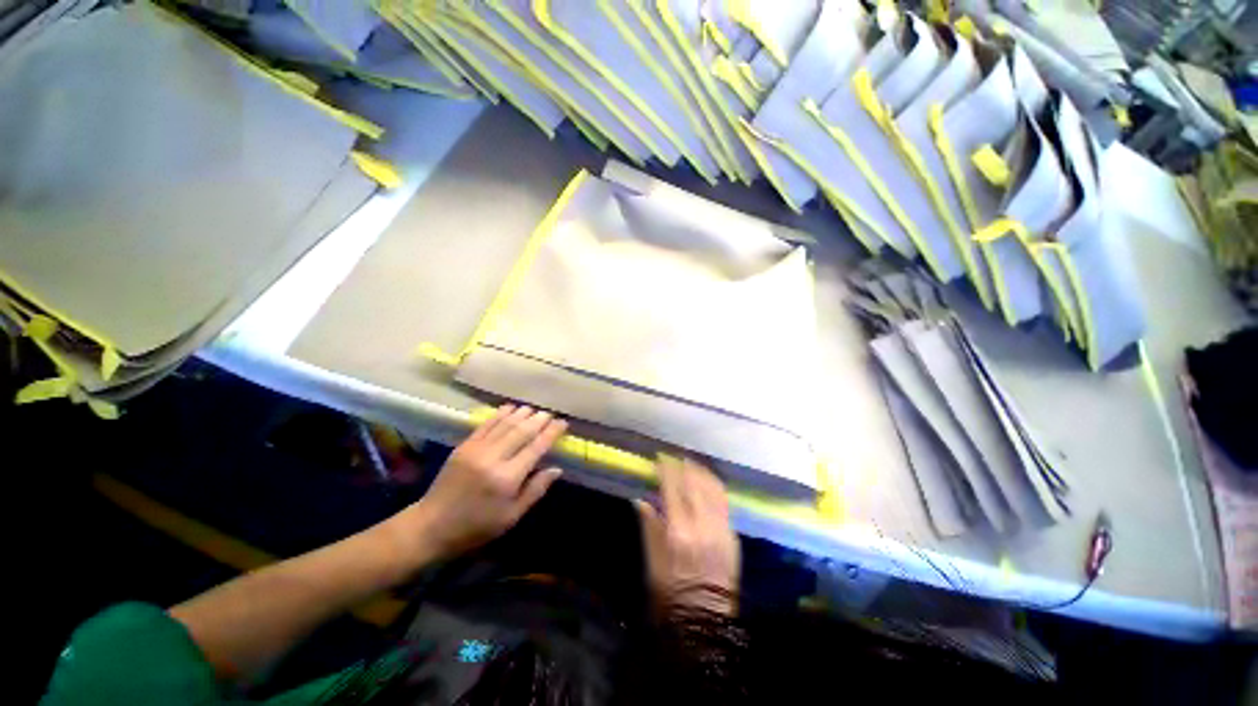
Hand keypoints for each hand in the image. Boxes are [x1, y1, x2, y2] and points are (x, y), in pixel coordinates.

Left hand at [405, 405, 567, 560]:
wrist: (432, 526)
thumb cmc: (477, 526)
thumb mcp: (511, 516)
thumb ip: (536, 490)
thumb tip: (557, 469)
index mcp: (507, 478)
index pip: (536, 448)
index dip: (551, 433)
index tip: (563, 423)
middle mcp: (493, 458)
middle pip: (522, 431)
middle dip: (539, 420)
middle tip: (550, 414)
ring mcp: (476, 449)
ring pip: (505, 424)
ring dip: (522, 414)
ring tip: (535, 409)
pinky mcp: (464, 446)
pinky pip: (486, 424)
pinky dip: (500, 414)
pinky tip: (510, 408)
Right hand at [634, 457, 739, 614]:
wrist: (706, 621)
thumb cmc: (671, 595)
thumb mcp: (653, 562)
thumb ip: (649, 526)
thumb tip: (641, 500)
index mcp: (679, 532)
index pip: (673, 489)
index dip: (667, 470)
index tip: (660, 458)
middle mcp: (703, 525)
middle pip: (695, 484)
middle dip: (685, 466)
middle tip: (676, 457)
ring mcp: (721, 530)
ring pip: (713, 490)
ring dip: (702, 473)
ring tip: (693, 464)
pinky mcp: (732, 536)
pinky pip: (724, 503)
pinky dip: (715, 487)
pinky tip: (708, 483)